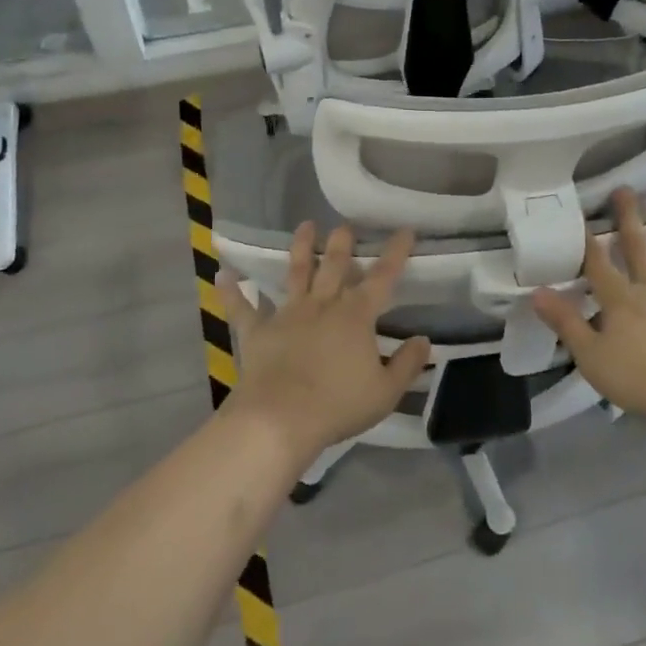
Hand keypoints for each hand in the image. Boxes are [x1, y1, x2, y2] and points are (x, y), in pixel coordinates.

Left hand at [218, 223, 430, 466]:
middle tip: (344, 225)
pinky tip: (222, 274)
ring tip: (305, 225)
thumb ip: (407, 363)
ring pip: (295, 273)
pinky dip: (231, 291)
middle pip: (334, 265)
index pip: (382, 277)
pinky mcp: (258, 331)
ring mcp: (287, 314)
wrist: (280, 419)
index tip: (404, 230)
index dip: (396, 252)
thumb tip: (423, 340)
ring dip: (300, 248)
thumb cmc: (338, 405)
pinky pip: (241, 308)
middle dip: (342, 242)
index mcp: (356, 315)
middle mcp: (323, 305)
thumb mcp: (385, 391)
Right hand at [532, 188, 645, 434]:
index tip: (579, 212)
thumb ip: (566, 323)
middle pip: (638, 249)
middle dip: (628, 219)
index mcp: (620, 300)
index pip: (598, 263)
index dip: (586, 238)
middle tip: (625, 190)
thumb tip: (537, 292)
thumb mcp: (592, 357)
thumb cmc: (642, 380)